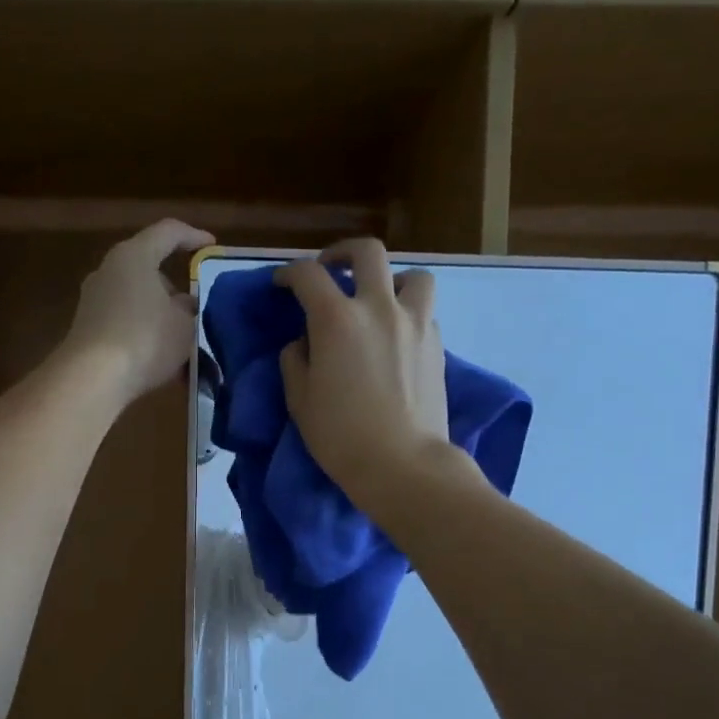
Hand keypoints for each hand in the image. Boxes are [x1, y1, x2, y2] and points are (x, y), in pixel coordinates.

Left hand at [62, 219, 211, 405]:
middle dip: (175, 288)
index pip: (168, 232)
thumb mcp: (184, 325)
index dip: (194, 236)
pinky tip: (162, 361)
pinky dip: (145, 335)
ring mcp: (94, 300)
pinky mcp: (87, 328)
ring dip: (160, 315)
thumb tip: (183, 305)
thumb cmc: (145, 339)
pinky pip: (125, 323)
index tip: (212, 246)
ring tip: (183, 341)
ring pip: (137, 299)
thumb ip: (189, 309)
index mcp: (134, 256)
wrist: (91, 379)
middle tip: (197, 309)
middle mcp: (109, 271)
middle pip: (149, 268)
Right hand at [276, 238, 449, 506]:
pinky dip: (407, 312)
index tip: (282, 284)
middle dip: (342, 253)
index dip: (289, 273)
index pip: (308, 276)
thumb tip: (303, 342)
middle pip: (367, 252)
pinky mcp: (437, 345)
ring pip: (412, 275)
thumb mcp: (299, 400)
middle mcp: (379, 308)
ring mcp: (415, 323)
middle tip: (330, 270)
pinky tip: (395, 337)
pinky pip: (424, 311)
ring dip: (391, 279)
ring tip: (377, 300)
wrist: (403, 465)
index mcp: (337, 319)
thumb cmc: (341, 436)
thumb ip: (295, 361)